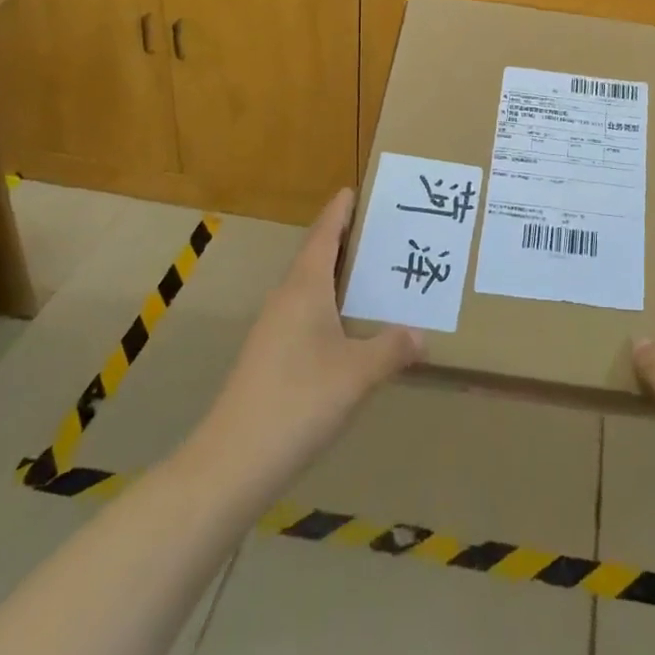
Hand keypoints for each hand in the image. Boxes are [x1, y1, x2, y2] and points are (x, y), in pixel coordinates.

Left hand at [191, 189, 421, 496]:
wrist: (232, 463)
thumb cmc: (298, 402)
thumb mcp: (358, 374)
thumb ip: (392, 348)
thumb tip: (422, 334)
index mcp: (305, 288)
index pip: (323, 235)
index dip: (339, 211)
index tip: (354, 190)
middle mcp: (286, 300)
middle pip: (316, 257)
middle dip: (345, 242)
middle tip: (382, 232)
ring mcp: (273, 330)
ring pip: (310, 289)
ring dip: (338, 277)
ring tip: (374, 277)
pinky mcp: (269, 358)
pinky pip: (305, 315)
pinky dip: (330, 308)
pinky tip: (350, 330)